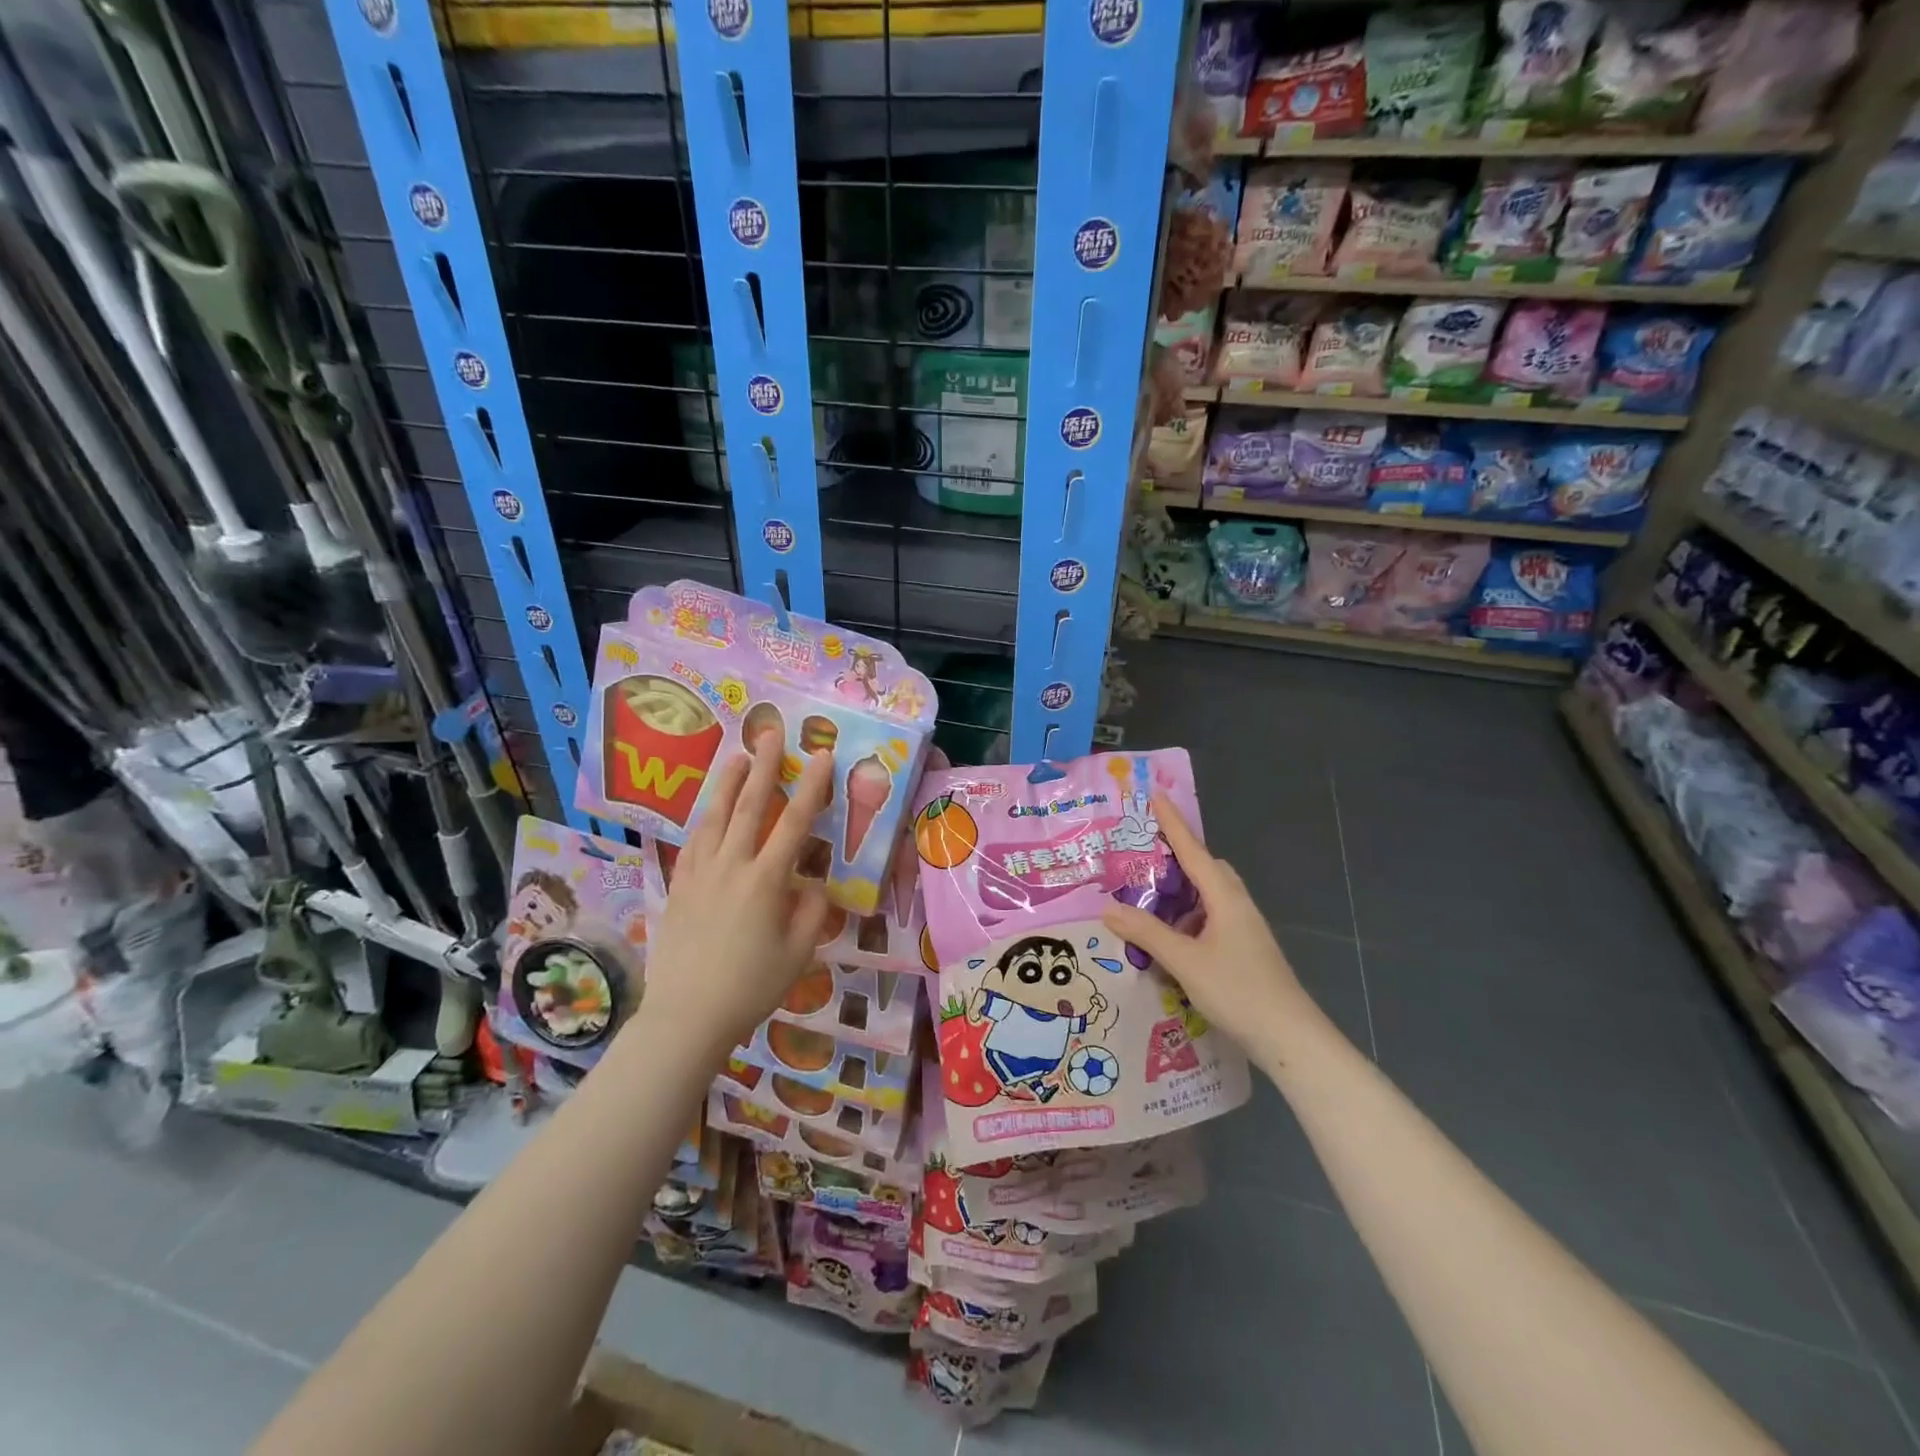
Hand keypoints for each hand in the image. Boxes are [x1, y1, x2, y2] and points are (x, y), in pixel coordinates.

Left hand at [633, 732, 832, 1062]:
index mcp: (765, 881)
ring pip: (714, 817)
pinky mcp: (678, 887)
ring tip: (738, 756)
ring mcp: (699, 874)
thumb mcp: (798, 954)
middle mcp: (731, 867)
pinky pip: (692, 842)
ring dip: (728, 783)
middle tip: (771, 734)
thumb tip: (815, 885)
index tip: (820, 755)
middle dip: (764, 767)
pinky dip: (703, 819)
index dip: (810, 786)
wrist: (686, 1017)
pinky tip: (707, 811)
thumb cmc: (750, 987)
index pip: (793, 822)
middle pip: (749, 806)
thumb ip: (812, 912)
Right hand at [1101, 794, 1310, 1046]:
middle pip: (1206, 870)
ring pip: (1209, 898)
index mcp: (1225, 898)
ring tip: (1148, 903)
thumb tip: (1108, 908)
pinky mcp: (1245, 950)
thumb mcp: (1185, 961)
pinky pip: (1211, 920)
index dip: (1173, 824)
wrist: (1290, 1038)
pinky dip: (1188, 920)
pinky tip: (1170, 941)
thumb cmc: (1238, 991)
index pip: (1193, 851)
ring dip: (1181, 896)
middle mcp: (1237, 905)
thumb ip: (1147, 933)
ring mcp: (1245, 929)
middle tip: (1143, 859)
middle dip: (1177, 859)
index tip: (1157, 796)